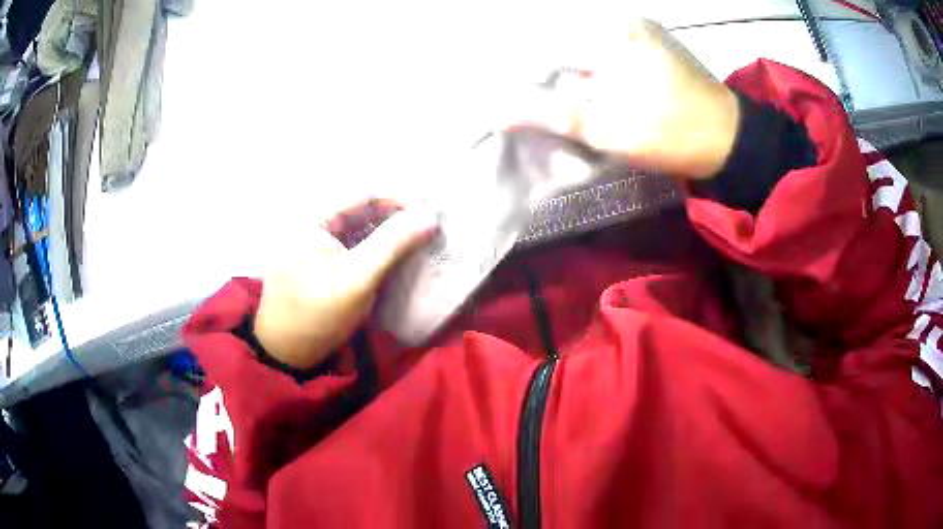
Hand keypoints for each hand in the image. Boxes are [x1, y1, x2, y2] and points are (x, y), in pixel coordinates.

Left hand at [253, 199, 437, 369]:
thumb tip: (430, 215)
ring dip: (386, 236)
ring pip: (358, 230)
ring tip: (416, 244)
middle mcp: (312, 225)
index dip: (397, 200)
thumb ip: (392, 243)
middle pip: (360, 211)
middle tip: (427, 232)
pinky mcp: (320, 264)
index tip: (428, 216)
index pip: (362, 195)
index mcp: (312, 220)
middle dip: (394, 219)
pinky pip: (352, 248)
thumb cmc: (318, 315)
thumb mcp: (357, 278)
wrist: (286, 354)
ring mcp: (314, 246)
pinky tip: (394, 260)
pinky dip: (374, 251)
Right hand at [521, 19, 739, 178]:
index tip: (517, 108)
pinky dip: (593, 74)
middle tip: (538, 111)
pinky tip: (590, 94)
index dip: (527, 80)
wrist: (730, 139)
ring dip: (570, 78)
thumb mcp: (609, 129)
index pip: (546, 49)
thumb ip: (552, 114)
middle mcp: (620, 21)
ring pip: (584, 51)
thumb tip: (499, 110)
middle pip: (565, 47)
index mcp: (610, 34)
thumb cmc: (672, 134)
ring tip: (560, 106)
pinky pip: (606, 53)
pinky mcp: (649, 43)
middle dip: (549, 79)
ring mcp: (637, 30)